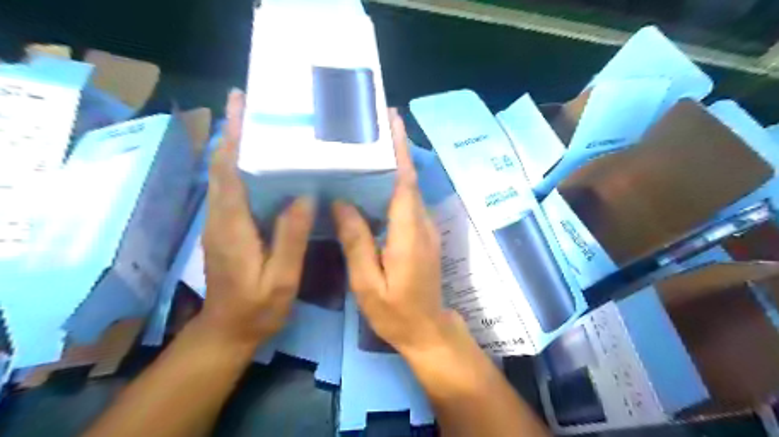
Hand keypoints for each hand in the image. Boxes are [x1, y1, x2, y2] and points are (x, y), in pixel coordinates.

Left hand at [198, 89, 314, 347]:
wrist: (228, 330)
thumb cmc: (257, 307)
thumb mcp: (280, 278)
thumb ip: (290, 238)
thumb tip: (304, 196)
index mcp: (232, 225)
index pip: (228, 171)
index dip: (233, 136)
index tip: (240, 106)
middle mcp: (220, 217)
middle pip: (222, 166)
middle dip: (233, 131)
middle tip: (252, 104)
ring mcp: (221, 222)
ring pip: (225, 175)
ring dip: (237, 146)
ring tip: (260, 124)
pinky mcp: (226, 228)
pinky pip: (233, 189)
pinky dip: (242, 167)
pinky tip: (263, 163)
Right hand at [332, 111, 456, 356]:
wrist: (427, 329)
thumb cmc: (395, 312)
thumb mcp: (368, 283)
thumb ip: (356, 242)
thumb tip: (341, 202)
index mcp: (408, 233)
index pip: (404, 182)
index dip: (399, 150)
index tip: (392, 121)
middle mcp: (422, 224)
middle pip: (408, 179)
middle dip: (395, 149)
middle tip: (373, 124)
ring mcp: (426, 229)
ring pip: (409, 190)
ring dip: (395, 165)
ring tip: (370, 146)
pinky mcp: (424, 235)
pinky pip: (408, 203)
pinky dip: (394, 186)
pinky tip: (375, 183)